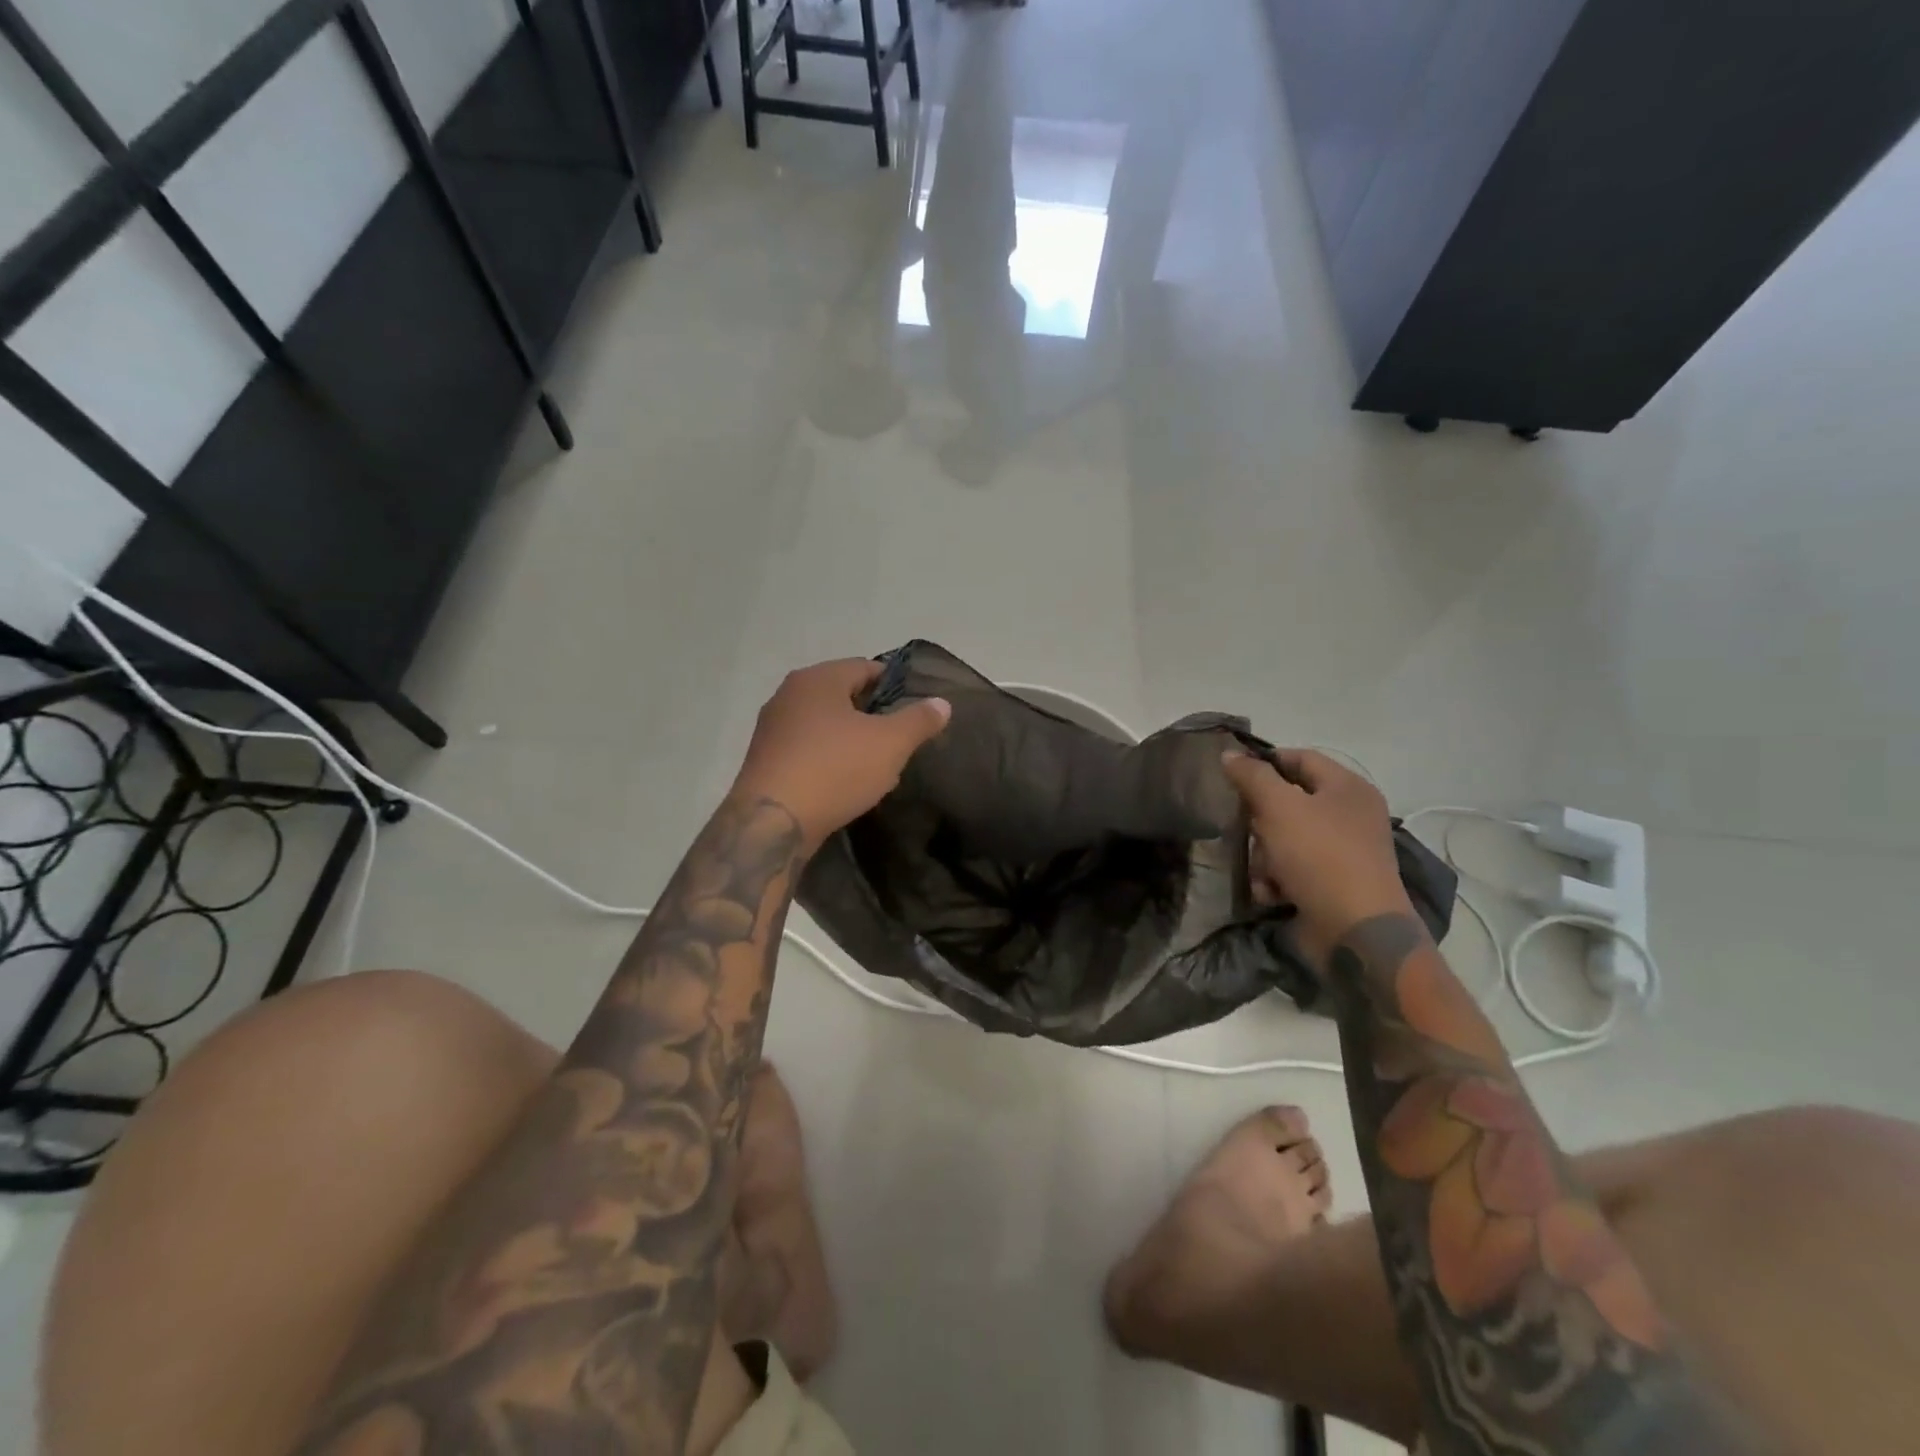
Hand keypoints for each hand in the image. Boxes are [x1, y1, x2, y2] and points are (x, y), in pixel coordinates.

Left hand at [730, 659, 950, 847]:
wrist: (772, 823)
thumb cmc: (835, 769)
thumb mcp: (890, 744)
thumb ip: (919, 720)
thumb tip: (942, 703)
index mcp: (818, 679)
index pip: (865, 667)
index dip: (894, 685)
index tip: (914, 710)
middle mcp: (788, 694)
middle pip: (843, 696)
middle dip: (873, 716)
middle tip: (898, 741)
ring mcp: (772, 728)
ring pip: (824, 725)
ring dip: (851, 740)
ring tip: (876, 766)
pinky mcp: (764, 760)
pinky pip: (807, 750)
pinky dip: (828, 759)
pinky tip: (844, 784)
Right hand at [1222, 749, 1416, 970]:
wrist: (1355, 931)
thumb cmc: (1320, 856)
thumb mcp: (1279, 807)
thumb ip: (1253, 776)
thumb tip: (1230, 754)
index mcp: (1347, 788)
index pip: (1300, 758)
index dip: (1265, 761)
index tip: (1232, 775)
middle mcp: (1349, 816)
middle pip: (1288, 801)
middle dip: (1260, 818)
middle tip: (1244, 828)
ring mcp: (1342, 852)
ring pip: (1284, 838)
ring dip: (1263, 854)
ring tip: (1261, 871)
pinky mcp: (1331, 883)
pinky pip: (1292, 869)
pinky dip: (1276, 879)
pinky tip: (1270, 892)